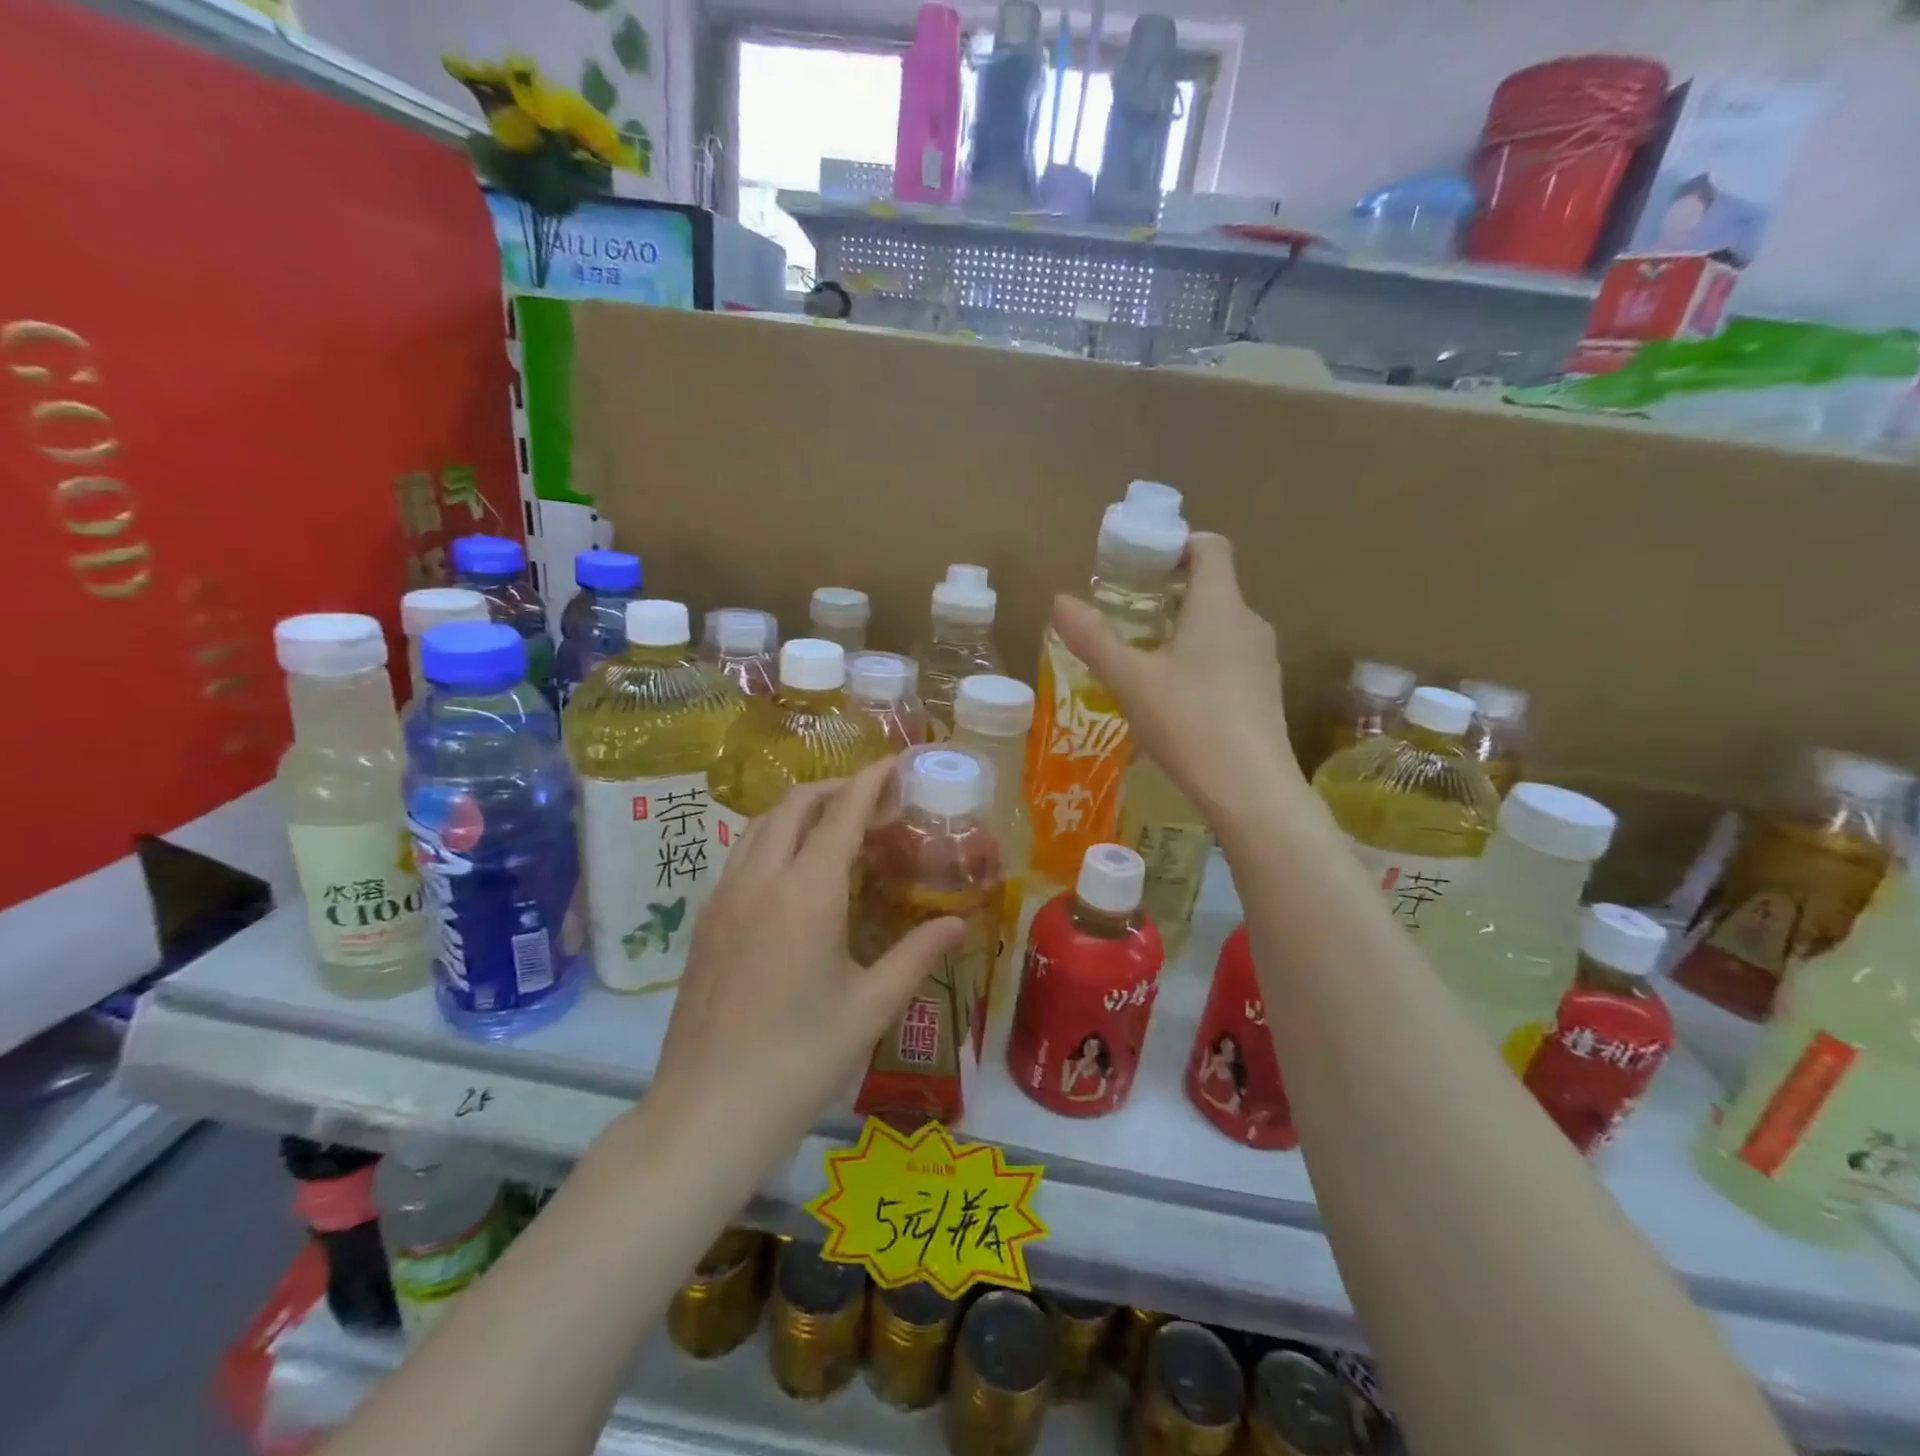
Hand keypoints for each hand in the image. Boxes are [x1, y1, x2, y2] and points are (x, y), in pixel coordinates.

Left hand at [649, 759, 963, 1156]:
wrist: (707, 1113)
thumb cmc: (799, 1060)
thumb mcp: (870, 1007)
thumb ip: (916, 955)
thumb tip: (959, 923)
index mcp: (806, 893)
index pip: (842, 814)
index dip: (869, 781)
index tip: (892, 761)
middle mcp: (760, 879)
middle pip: (793, 806)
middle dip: (833, 788)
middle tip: (871, 798)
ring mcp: (723, 898)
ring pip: (759, 826)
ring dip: (797, 811)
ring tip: (832, 826)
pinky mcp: (705, 922)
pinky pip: (740, 855)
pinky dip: (771, 839)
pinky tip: (791, 873)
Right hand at [1052, 532, 1298, 825]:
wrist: (1252, 790)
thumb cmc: (1190, 724)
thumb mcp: (1131, 681)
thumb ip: (1095, 639)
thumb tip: (1060, 600)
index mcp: (1220, 606)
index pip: (1210, 547)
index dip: (1177, 544)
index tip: (1141, 564)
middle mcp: (1249, 623)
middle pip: (1214, 585)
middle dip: (1171, 591)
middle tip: (1129, 612)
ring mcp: (1262, 659)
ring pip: (1221, 624)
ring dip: (1185, 626)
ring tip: (1146, 655)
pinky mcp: (1264, 692)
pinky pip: (1230, 656)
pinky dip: (1202, 657)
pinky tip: (1176, 695)